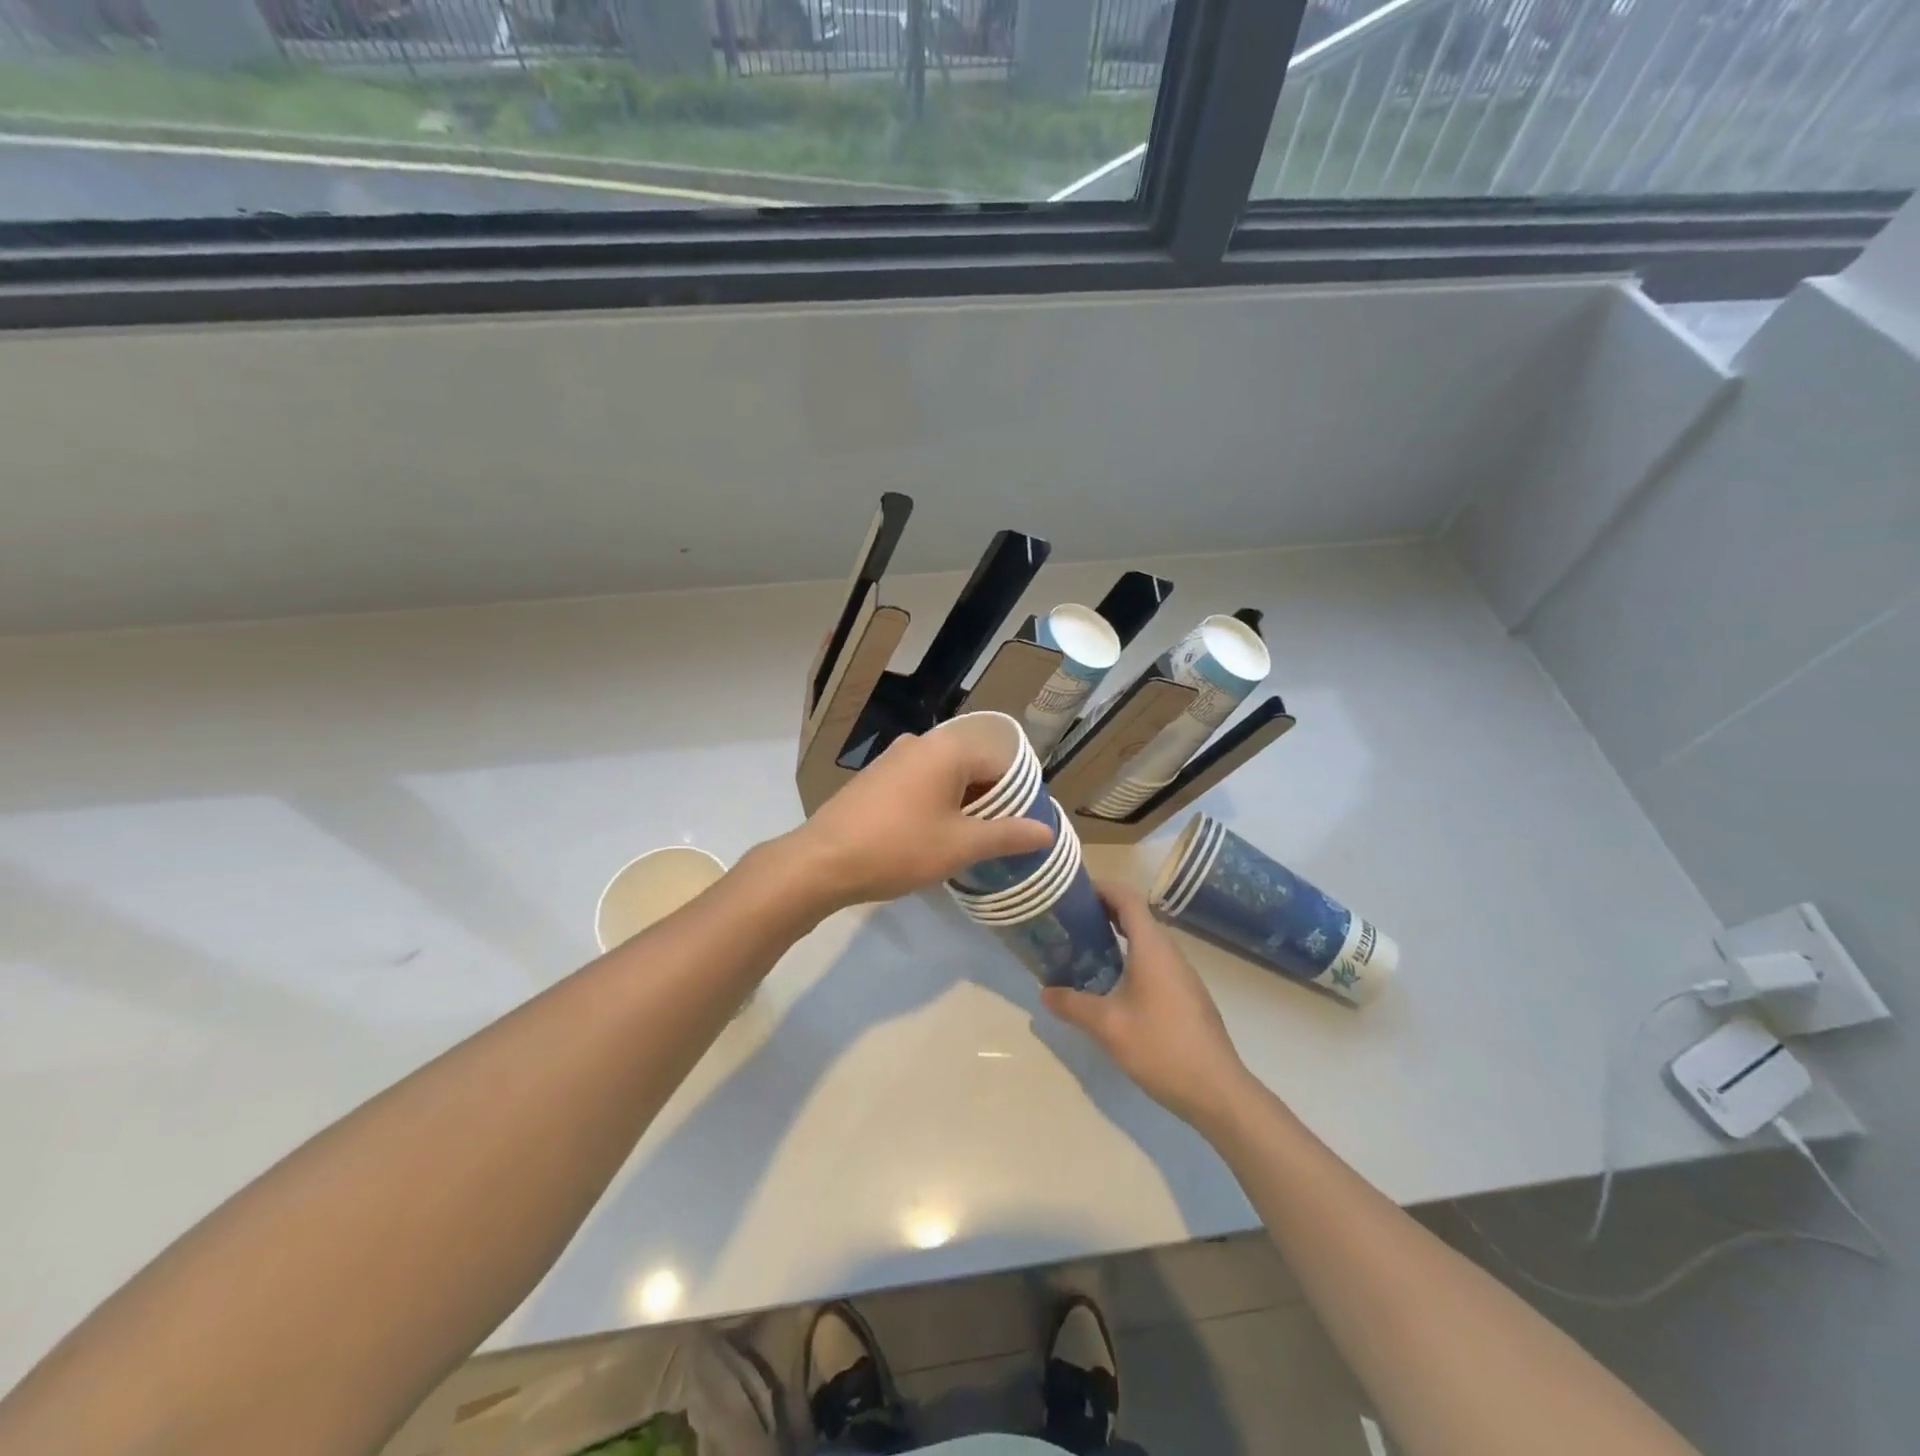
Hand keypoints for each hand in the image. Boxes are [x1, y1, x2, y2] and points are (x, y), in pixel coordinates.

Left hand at [780, 730, 1053, 910]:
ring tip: (968, 845)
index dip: (1018, 798)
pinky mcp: (875, 777)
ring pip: (945, 778)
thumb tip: (1047, 831)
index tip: (1022, 831)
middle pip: (972, 769)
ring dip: (961, 807)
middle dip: (989, 804)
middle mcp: (921, 743)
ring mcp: (893, 758)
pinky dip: (935, 806)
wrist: (822, 862)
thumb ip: (1007, 835)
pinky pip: (919, 785)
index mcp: (948, 749)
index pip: (1001, 765)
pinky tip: (932, 838)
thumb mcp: (960, 846)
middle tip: (998, 842)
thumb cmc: (899, 848)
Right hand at [1042, 883, 1254, 1128]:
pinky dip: (1130, 958)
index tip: (1073, 891)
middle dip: (1103, 912)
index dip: (1102, 888)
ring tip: (1083, 950)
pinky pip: (1154, 962)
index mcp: (1152, 948)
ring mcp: (1182, 975)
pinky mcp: (1187, 996)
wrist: (1217, 1091)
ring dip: (1117, 937)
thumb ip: (1073, 1005)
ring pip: (1146, 941)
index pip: (1128, 899)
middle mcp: (1170, 953)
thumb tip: (1045, 992)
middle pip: (1137, 916)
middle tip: (1069, 921)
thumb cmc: (1160, 1047)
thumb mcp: (1107, 1026)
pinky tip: (1111, 985)